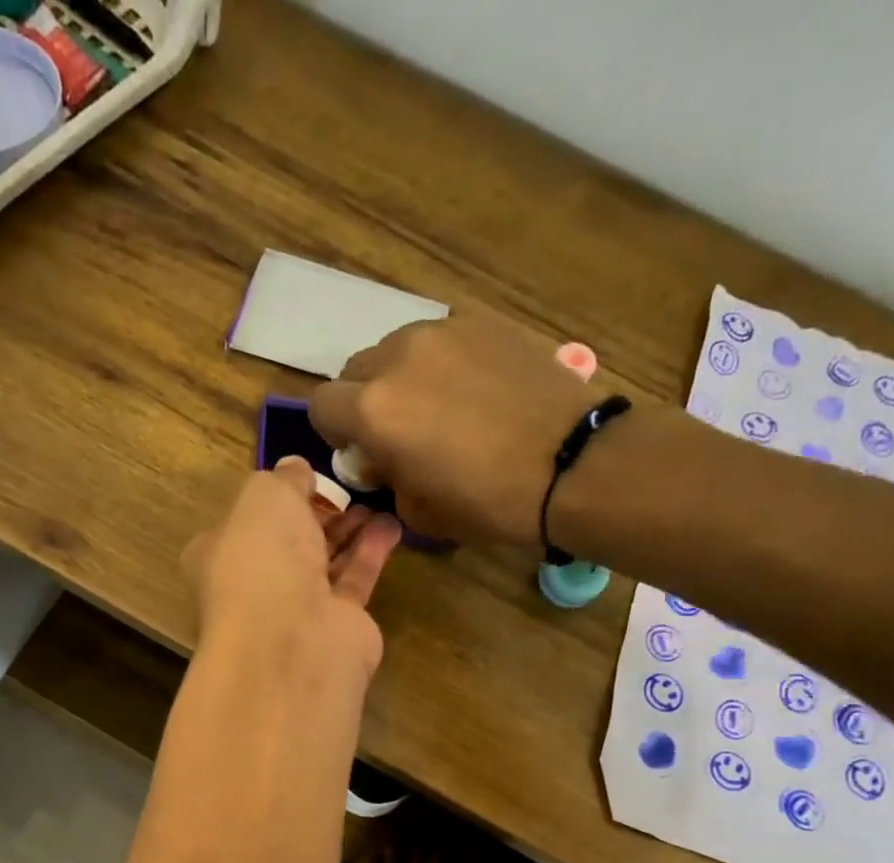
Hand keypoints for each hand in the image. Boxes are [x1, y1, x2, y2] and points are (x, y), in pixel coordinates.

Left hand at [183, 458, 401, 684]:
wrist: (293, 639)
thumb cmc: (262, 559)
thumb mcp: (265, 496)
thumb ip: (283, 479)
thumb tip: (296, 469)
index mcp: (219, 555)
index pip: (243, 523)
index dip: (273, 499)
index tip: (304, 479)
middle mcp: (254, 585)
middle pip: (288, 544)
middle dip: (316, 515)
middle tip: (348, 489)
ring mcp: (295, 610)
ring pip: (323, 562)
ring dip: (348, 531)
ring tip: (376, 501)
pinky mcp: (336, 625)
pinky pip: (354, 581)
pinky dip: (371, 552)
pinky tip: (391, 525)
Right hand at [309, 306, 602, 547]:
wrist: (572, 464)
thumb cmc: (488, 502)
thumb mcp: (418, 510)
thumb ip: (384, 477)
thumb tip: (381, 460)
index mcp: (373, 410)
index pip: (321, 405)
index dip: (334, 432)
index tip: (360, 452)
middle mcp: (397, 358)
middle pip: (356, 370)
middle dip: (365, 401)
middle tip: (399, 432)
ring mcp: (443, 331)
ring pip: (397, 349)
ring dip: (402, 378)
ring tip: (440, 407)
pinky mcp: (483, 321)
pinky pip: (440, 340)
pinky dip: (442, 363)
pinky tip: (475, 391)